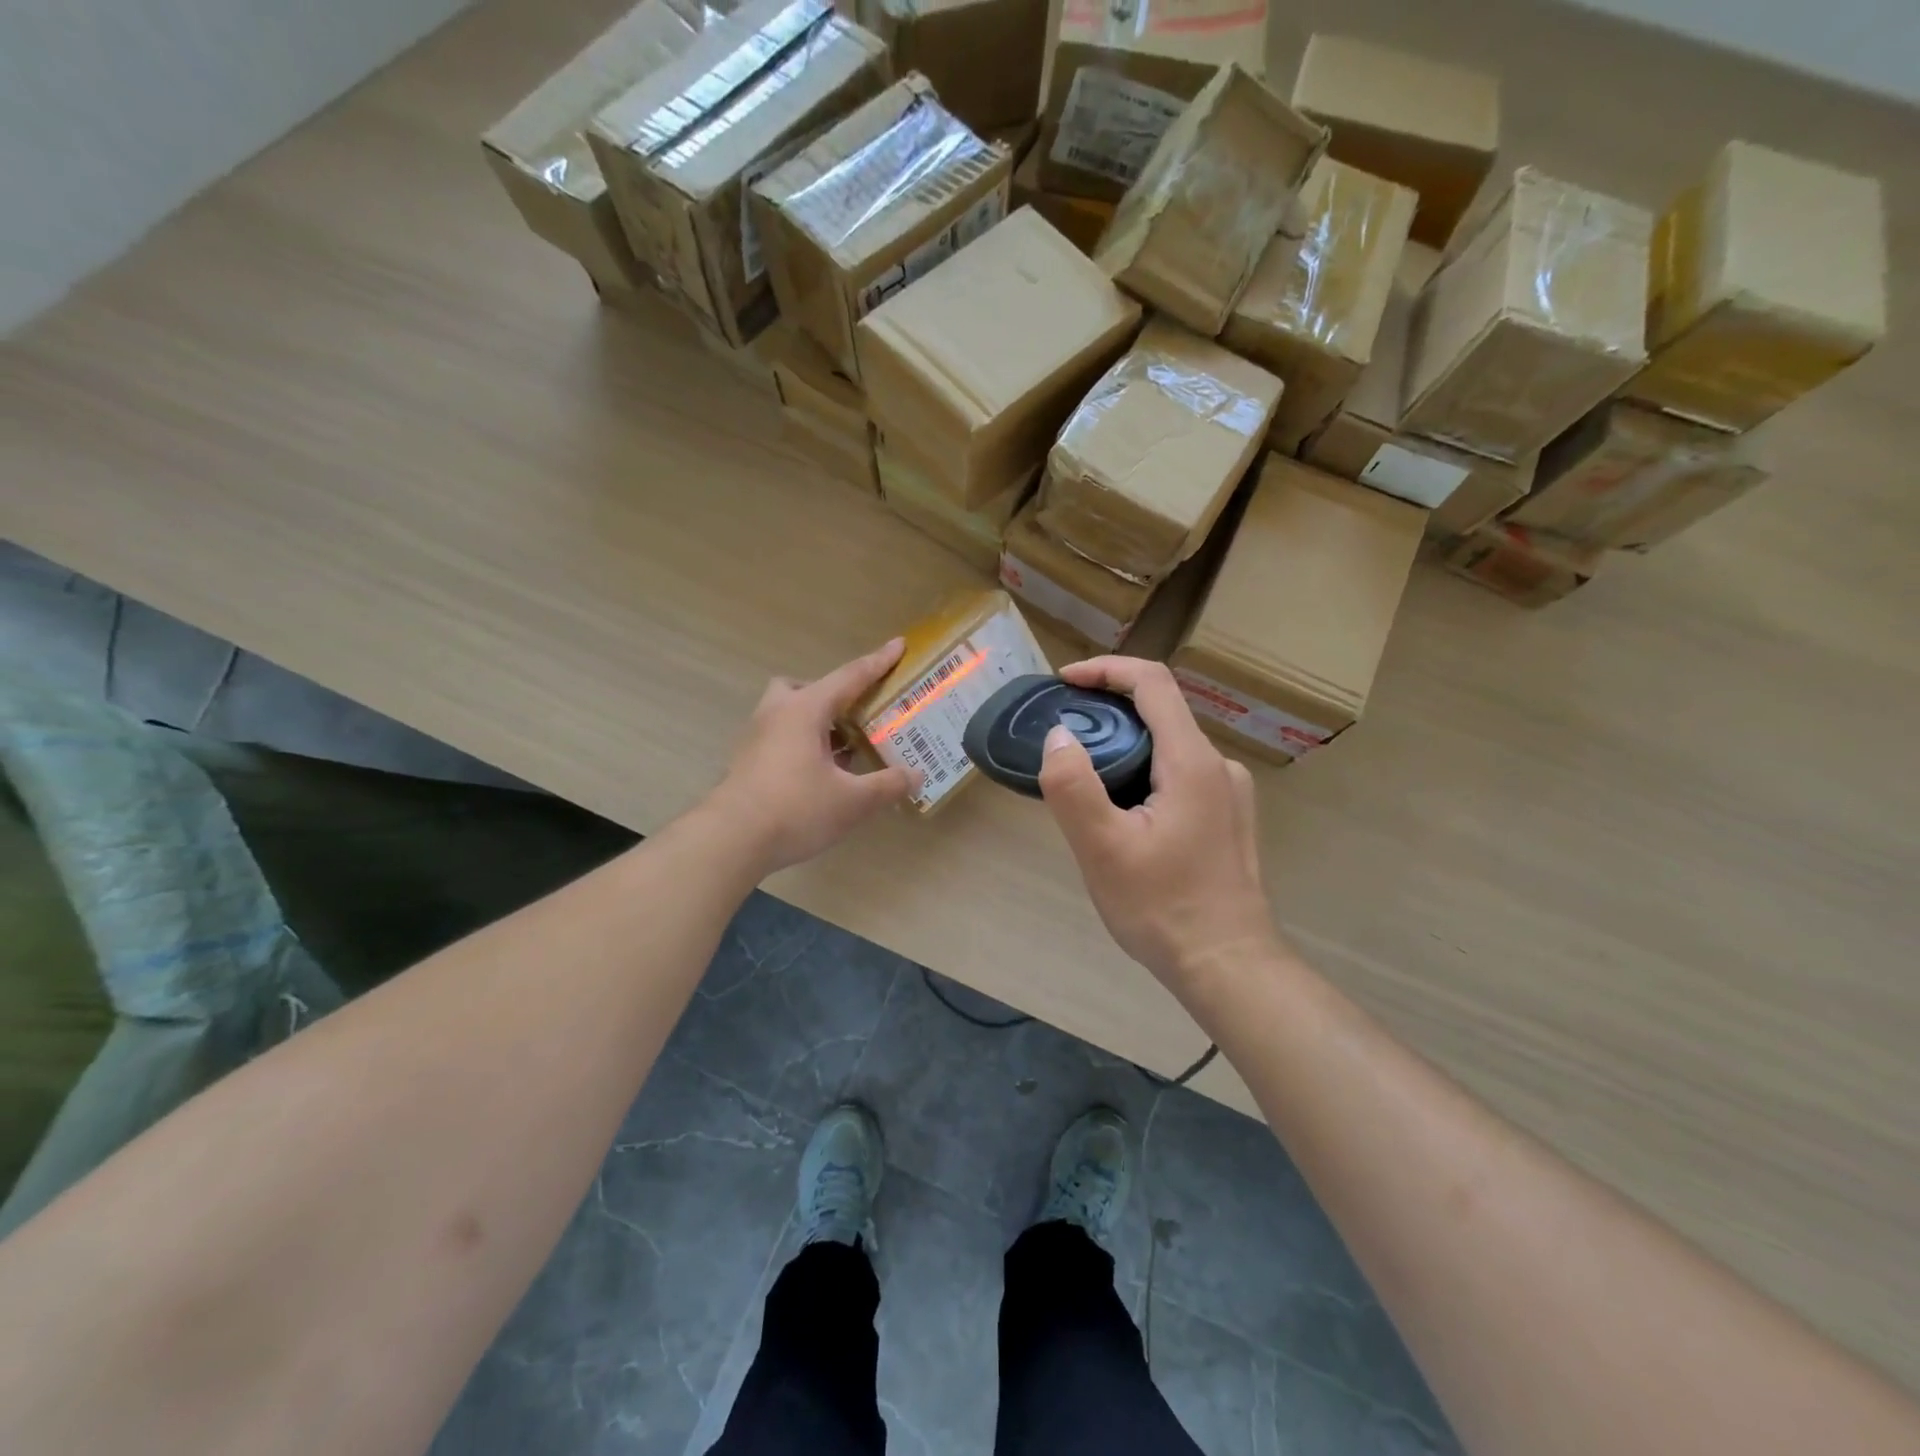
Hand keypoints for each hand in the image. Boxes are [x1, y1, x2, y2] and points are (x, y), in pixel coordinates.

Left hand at [709, 640, 920, 875]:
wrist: (730, 841)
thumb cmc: (795, 809)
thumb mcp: (852, 802)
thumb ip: (887, 785)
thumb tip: (916, 776)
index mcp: (805, 709)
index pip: (850, 677)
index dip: (878, 662)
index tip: (899, 644)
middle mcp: (778, 713)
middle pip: (806, 688)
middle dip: (833, 695)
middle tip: (855, 717)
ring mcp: (757, 737)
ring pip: (789, 713)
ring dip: (817, 723)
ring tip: (843, 750)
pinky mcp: (748, 762)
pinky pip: (780, 737)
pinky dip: (803, 744)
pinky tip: (820, 775)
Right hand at [1039, 657, 1279, 994]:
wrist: (1228, 966)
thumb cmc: (1162, 908)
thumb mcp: (1103, 849)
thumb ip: (1074, 786)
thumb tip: (1059, 736)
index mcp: (1192, 762)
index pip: (1152, 683)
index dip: (1106, 670)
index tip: (1064, 682)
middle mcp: (1218, 766)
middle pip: (1159, 713)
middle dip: (1106, 713)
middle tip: (1062, 740)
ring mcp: (1229, 793)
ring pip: (1168, 747)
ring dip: (1123, 748)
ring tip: (1083, 783)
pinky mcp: (1227, 817)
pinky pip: (1179, 775)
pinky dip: (1142, 773)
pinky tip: (1120, 815)